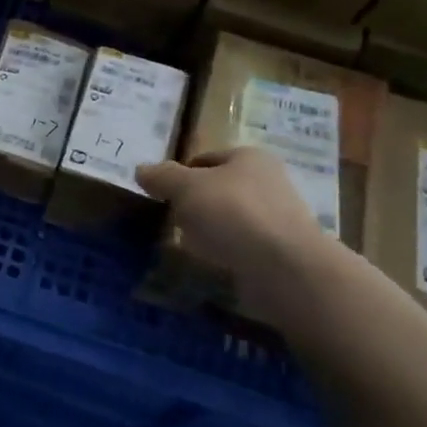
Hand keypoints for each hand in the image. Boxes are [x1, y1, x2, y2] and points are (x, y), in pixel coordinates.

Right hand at [137, 148, 333, 313]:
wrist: (285, 268)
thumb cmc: (232, 213)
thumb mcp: (186, 188)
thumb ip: (162, 177)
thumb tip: (142, 170)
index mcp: (250, 157)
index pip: (206, 158)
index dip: (181, 174)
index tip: (161, 195)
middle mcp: (269, 182)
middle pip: (220, 189)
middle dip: (195, 204)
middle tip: (170, 221)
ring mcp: (278, 219)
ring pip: (231, 220)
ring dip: (210, 232)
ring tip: (186, 247)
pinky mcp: (281, 253)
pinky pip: (243, 249)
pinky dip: (225, 255)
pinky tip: (210, 266)